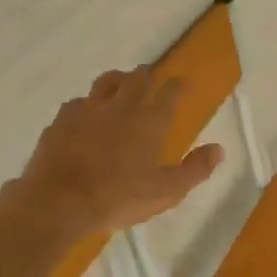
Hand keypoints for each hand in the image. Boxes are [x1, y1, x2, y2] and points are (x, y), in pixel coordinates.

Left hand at [10, 66, 223, 237]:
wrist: (58, 202)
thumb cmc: (119, 197)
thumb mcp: (166, 191)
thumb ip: (195, 169)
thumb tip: (218, 149)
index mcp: (150, 121)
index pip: (170, 92)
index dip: (179, 86)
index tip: (183, 84)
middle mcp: (121, 106)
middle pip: (137, 78)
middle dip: (147, 75)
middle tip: (150, 76)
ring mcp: (88, 110)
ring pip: (106, 82)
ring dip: (117, 80)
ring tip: (120, 84)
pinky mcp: (61, 120)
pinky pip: (77, 102)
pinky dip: (87, 103)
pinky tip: (85, 113)